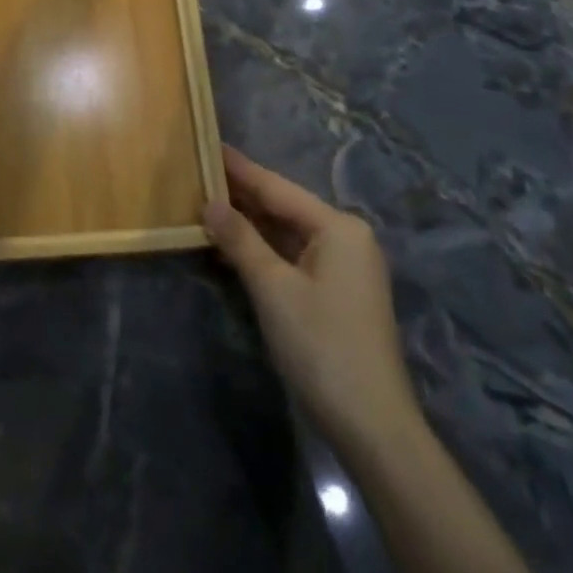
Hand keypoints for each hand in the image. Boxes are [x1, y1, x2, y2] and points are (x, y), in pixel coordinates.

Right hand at [204, 146, 421, 449]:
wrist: (373, 428)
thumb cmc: (321, 346)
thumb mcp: (273, 288)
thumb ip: (240, 239)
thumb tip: (210, 202)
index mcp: (338, 227)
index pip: (277, 188)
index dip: (239, 169)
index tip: (208, 144)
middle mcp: (346, 238)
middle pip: (284, 207)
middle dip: (242, 195)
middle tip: (199, 172)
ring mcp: (344, 268)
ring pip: (287, 233)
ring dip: (249, 224)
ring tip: (206, 202)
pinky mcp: (337, 294)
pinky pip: (293, 256)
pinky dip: (263, 250)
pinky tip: (232, 245)